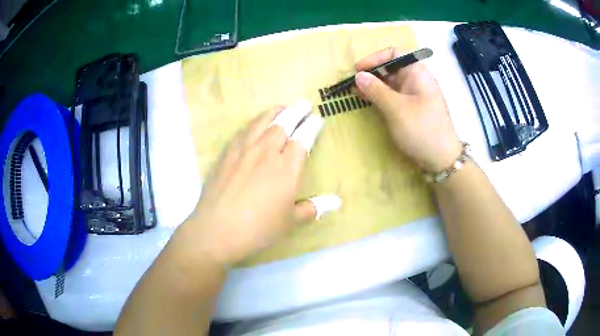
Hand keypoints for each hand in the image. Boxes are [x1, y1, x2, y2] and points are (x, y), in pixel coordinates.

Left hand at [182, 101, 340, 265]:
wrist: (217, 230)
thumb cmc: (258, 229)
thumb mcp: (290, 222)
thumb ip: (312, 208)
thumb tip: (335, 202)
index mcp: (286, 168)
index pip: (303, 138)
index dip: (312, 126)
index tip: (317, 118)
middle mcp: (266, 152)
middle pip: (284, 123)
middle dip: (296, 111)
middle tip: (303, 104)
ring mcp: (244, 150)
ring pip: (262, 122)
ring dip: (275, 112)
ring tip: (282, 107)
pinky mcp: (227, 154)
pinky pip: (243, 131)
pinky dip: (254, 123)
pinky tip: (255, 124)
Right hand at [354, 48, 461, 171]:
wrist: (441, 159)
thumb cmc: (421, 129)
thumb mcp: (396, 108)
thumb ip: (376, 90)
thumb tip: (358, 76)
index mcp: (417, 73)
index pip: (395, 54)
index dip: (375, 58)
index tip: (359, 70)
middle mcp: (417, 80)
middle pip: (391, 68)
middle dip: (372, 73)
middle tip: (353, 84)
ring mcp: (415, 95)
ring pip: (391, 83)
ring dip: (374, 86)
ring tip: (356, 92)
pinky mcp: (412, 109)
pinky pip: (394, 96)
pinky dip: (380, 96)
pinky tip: (368, 100)